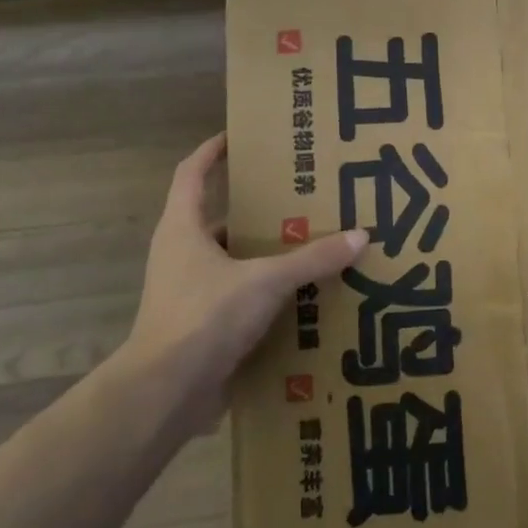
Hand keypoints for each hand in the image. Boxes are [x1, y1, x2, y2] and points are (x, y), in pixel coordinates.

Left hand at [112, 133, 366, 422]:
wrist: (166, 392)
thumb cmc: (205, 316)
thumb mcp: (266, 280)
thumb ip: (312, 259)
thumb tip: (361, 236)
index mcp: (183, 228)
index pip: (192, 173)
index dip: (213, 151)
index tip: (239, 135)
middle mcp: (181, 254)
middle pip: (219, 217)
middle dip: (256, 207)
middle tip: (300, 196)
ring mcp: (189, 291)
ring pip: (232, 260)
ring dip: (265, 253)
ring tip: (311, 244)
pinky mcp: (202, 324)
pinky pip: (240, 295)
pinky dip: (267, 291)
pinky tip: (303, 295)